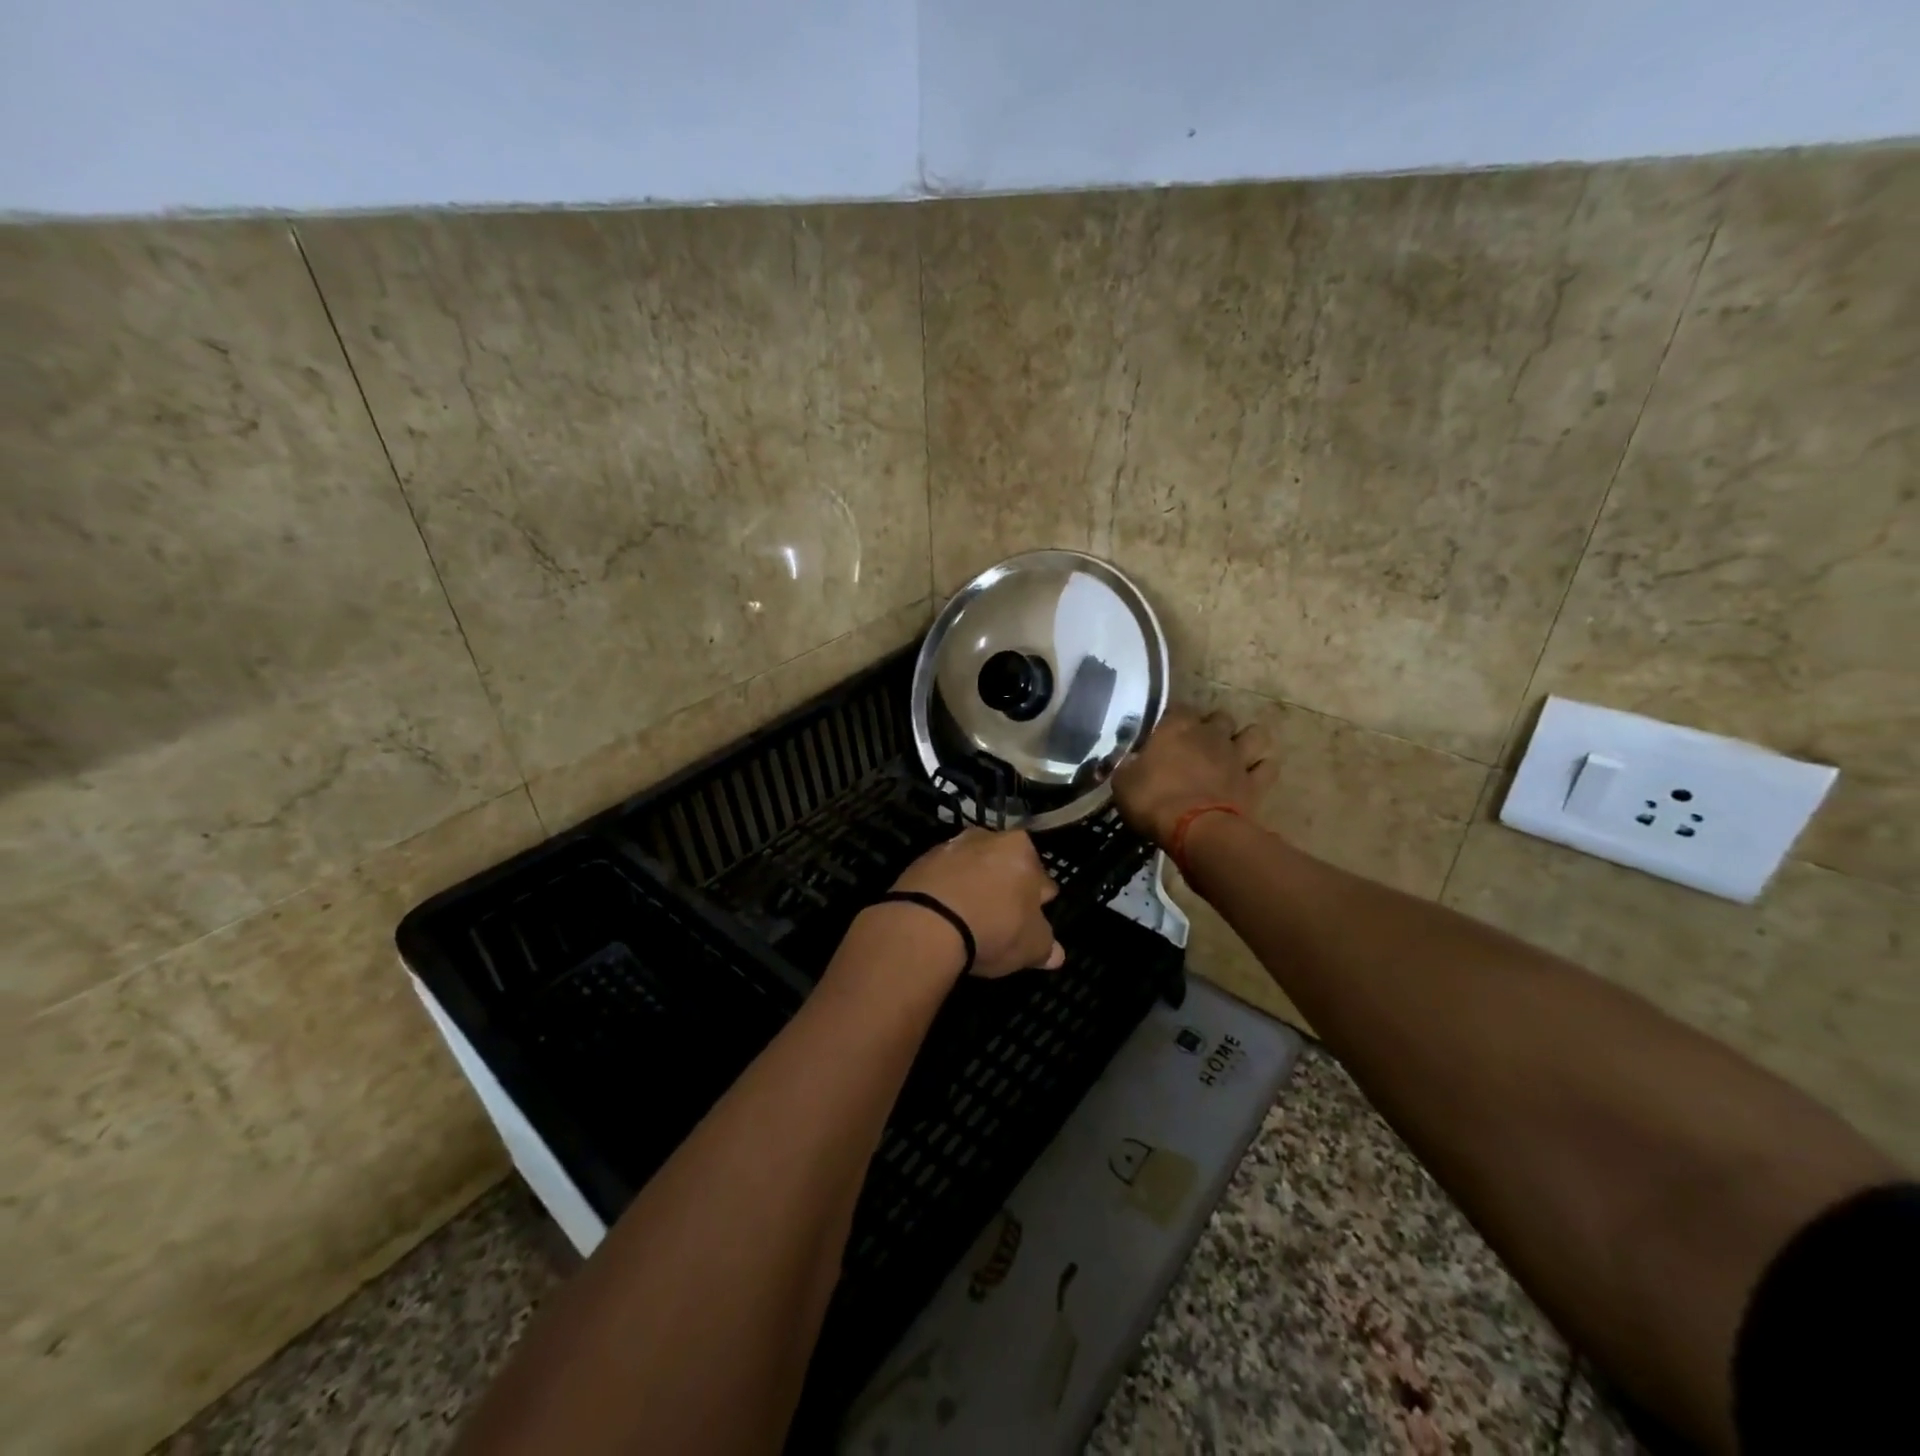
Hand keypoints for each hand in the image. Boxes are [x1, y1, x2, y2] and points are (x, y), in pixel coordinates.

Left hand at [887, 828, 1065, 977]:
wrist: (925, 924)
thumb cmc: (992, 928)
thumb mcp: (1031, 946)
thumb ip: (1046, 946)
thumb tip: (1055, 953)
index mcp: (1021, 849)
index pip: (1042, 878)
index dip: (1040, 901)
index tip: (1034, 919)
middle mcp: (987, 837)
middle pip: (1005, 865)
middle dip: (1006, 887)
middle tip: (1002, 918)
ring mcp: (950, 846)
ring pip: (972, 868)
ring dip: (974, 886)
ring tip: (970, 918)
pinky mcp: (920, 861)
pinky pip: (943, 877)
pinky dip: (947, 891)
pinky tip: (945, 916)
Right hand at [1111, 705, 1273, 848]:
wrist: (1196, 831)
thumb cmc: (1153, 801)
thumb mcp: (1123, 783)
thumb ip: (1128, 765)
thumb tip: (1129, 761)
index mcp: (1176, 728)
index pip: (1177, 708)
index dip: (1172, 720)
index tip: (1164, 734)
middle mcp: (1211, 734)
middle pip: (1220, 717)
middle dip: (1212, 728)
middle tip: (1199, 746)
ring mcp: (1237, 756)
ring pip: (1254, 734)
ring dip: (1245, 741)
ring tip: (1233, 754)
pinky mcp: (1256, 782)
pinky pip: (1267, 767)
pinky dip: (1261, 769)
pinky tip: (1250, 777)